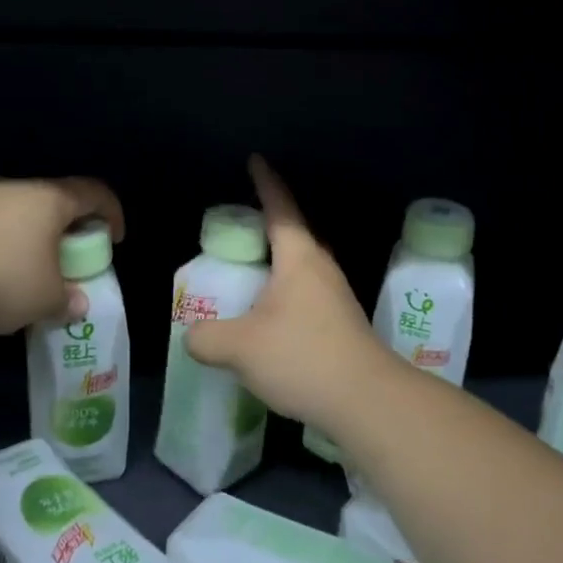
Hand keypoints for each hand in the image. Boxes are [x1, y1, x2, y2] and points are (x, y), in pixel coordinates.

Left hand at [0, 177, 124, 335]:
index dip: (112, 213)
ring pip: (19, 214)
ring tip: (30, 274)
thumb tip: (78, 304)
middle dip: (69, 230)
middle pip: (55, 201)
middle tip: (71, 260)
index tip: (115, 239)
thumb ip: (67, 300)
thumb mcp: (43, 299)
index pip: (94, 192)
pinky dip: (2, 246)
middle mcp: (16, 189)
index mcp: (49, 199)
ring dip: (33, 239)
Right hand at [185, 156, 393, 424]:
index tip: (256, 160)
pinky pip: (302, 295)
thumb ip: (207, 337)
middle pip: (291, 235)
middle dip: (265, 226)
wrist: (368, 401)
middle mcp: (320, 269)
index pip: (280, 208)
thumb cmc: (303, 357)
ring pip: (298, 268)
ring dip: (273, 266)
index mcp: (299, 258)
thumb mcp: (240, 347)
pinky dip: (280, 295)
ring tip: (244, 275)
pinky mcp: (339, 324)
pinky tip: (264, 319)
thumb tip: (194, 336)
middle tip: (235, 228)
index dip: (266, 183)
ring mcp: (334, 297)